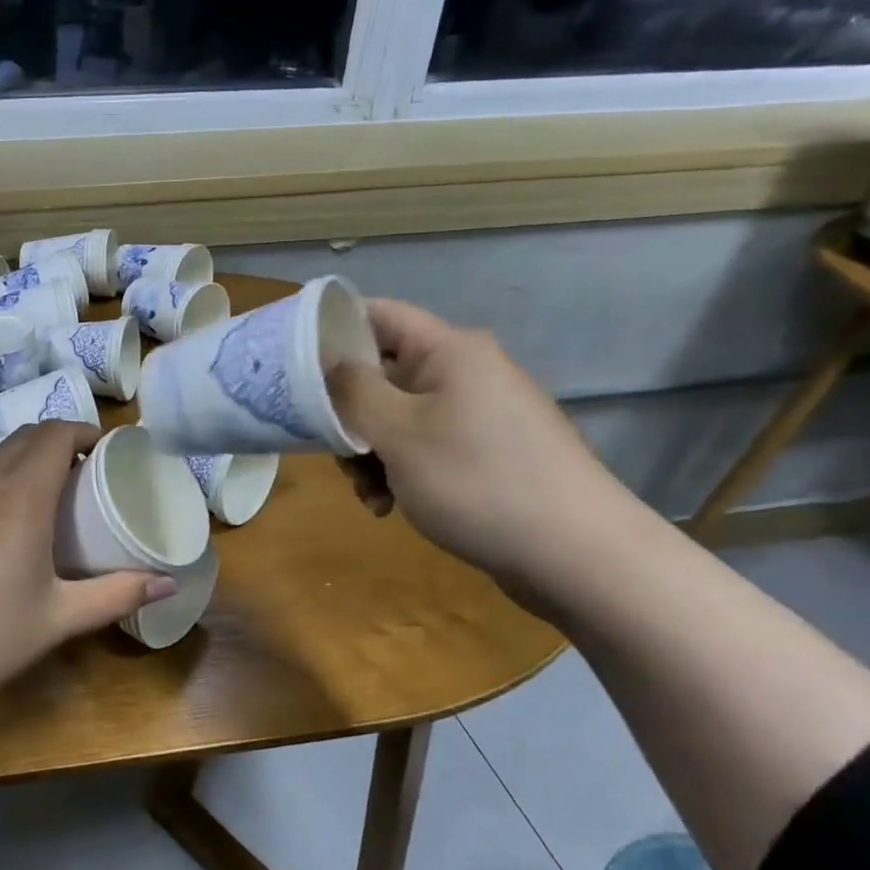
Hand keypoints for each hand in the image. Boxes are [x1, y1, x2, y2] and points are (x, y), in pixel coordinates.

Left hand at [0, 422, 172, 714]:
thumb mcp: (55, 620)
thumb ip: (115, 596)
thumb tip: (168, 583)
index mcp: (18, 497)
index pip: (54, 434)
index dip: (85, 431)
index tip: (108, 451)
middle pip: (24, 437)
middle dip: (59, 441)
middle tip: (86, 474)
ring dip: (25, 462)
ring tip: (49, 500)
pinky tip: (0, 530)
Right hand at [327, 299, 642, 598]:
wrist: (578, 555)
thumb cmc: (478, 481)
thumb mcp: (398, 433)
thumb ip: (352, 391)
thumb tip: (327, 359)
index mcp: (449, 351)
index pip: (378, 314)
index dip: (332, 329)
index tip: (291, 363)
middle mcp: (465, 372)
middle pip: (382, 373)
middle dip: (348, 414)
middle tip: (334, 452)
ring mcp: (478, 414)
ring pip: (397, 417)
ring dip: (370, 452)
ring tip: (370, 494)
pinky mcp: (486, 453)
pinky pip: (425, 447)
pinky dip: (400, 471)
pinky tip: (391, 507)